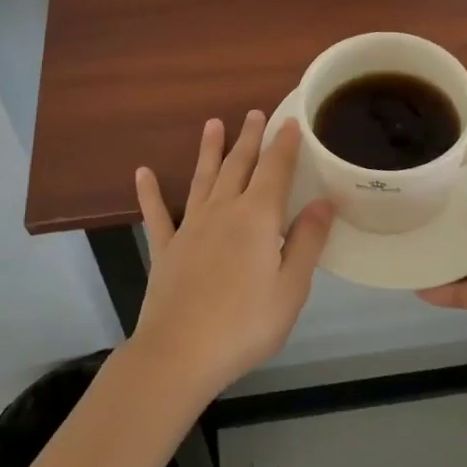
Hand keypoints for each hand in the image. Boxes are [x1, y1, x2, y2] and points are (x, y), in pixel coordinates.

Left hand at [131, 112, 334, 401]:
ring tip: (212, 124)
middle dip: (248, 138)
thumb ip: (307, 241)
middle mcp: (222, 211)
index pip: (274, 170)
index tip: (290, 122)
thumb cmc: (245, 323)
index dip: (283, 145)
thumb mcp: (291, 288)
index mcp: (257, 218)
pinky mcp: (165, 249)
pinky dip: (150, 192)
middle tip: (254, 113)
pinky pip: (157, 214)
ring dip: (209, 150)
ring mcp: (190, 227)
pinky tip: (143, 173)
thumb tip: (324, 201)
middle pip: (238, 165)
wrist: (180, 353)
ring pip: (202, 178)